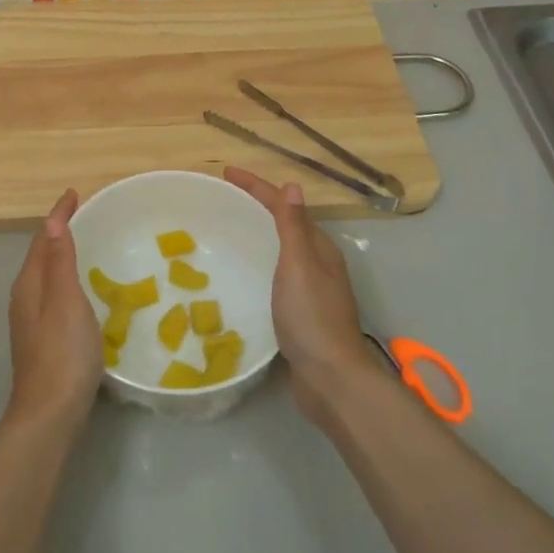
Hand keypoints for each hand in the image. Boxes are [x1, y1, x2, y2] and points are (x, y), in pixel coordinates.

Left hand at [3, 190, 102, 436]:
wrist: (50, 414)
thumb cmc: (62, 353)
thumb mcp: (65, 300)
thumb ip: (60, 261)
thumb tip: (52, 221)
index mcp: (30, 284)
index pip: (43, 238)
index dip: (58, 215)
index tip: (74, 193)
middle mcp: (25, 297)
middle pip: (41, 254)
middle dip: (58, 231)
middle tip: (83, 214)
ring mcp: (32, 321)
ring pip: (46, 275)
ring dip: (61, 255)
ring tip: (85, 243)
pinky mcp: (43, 339)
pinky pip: (54, 294)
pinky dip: (67, 279)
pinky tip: (83, 290)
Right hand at [225, 168, 375, 424]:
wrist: (331, 379)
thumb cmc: (312, 317)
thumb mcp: (299, 265)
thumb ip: (292, 227)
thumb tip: (292, 185)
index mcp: (319, 248)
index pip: (284, 206)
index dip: (256, 187)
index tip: (225, 173)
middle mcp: (318, 264)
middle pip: (285, 224)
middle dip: (257, 206)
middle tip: (223, 199)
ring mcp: (311, 289)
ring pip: (281, 250)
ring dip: (259, 234)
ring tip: (228, 231)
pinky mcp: (301, 312)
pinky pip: (276, 274)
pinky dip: (260, 263)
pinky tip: (243, 274)